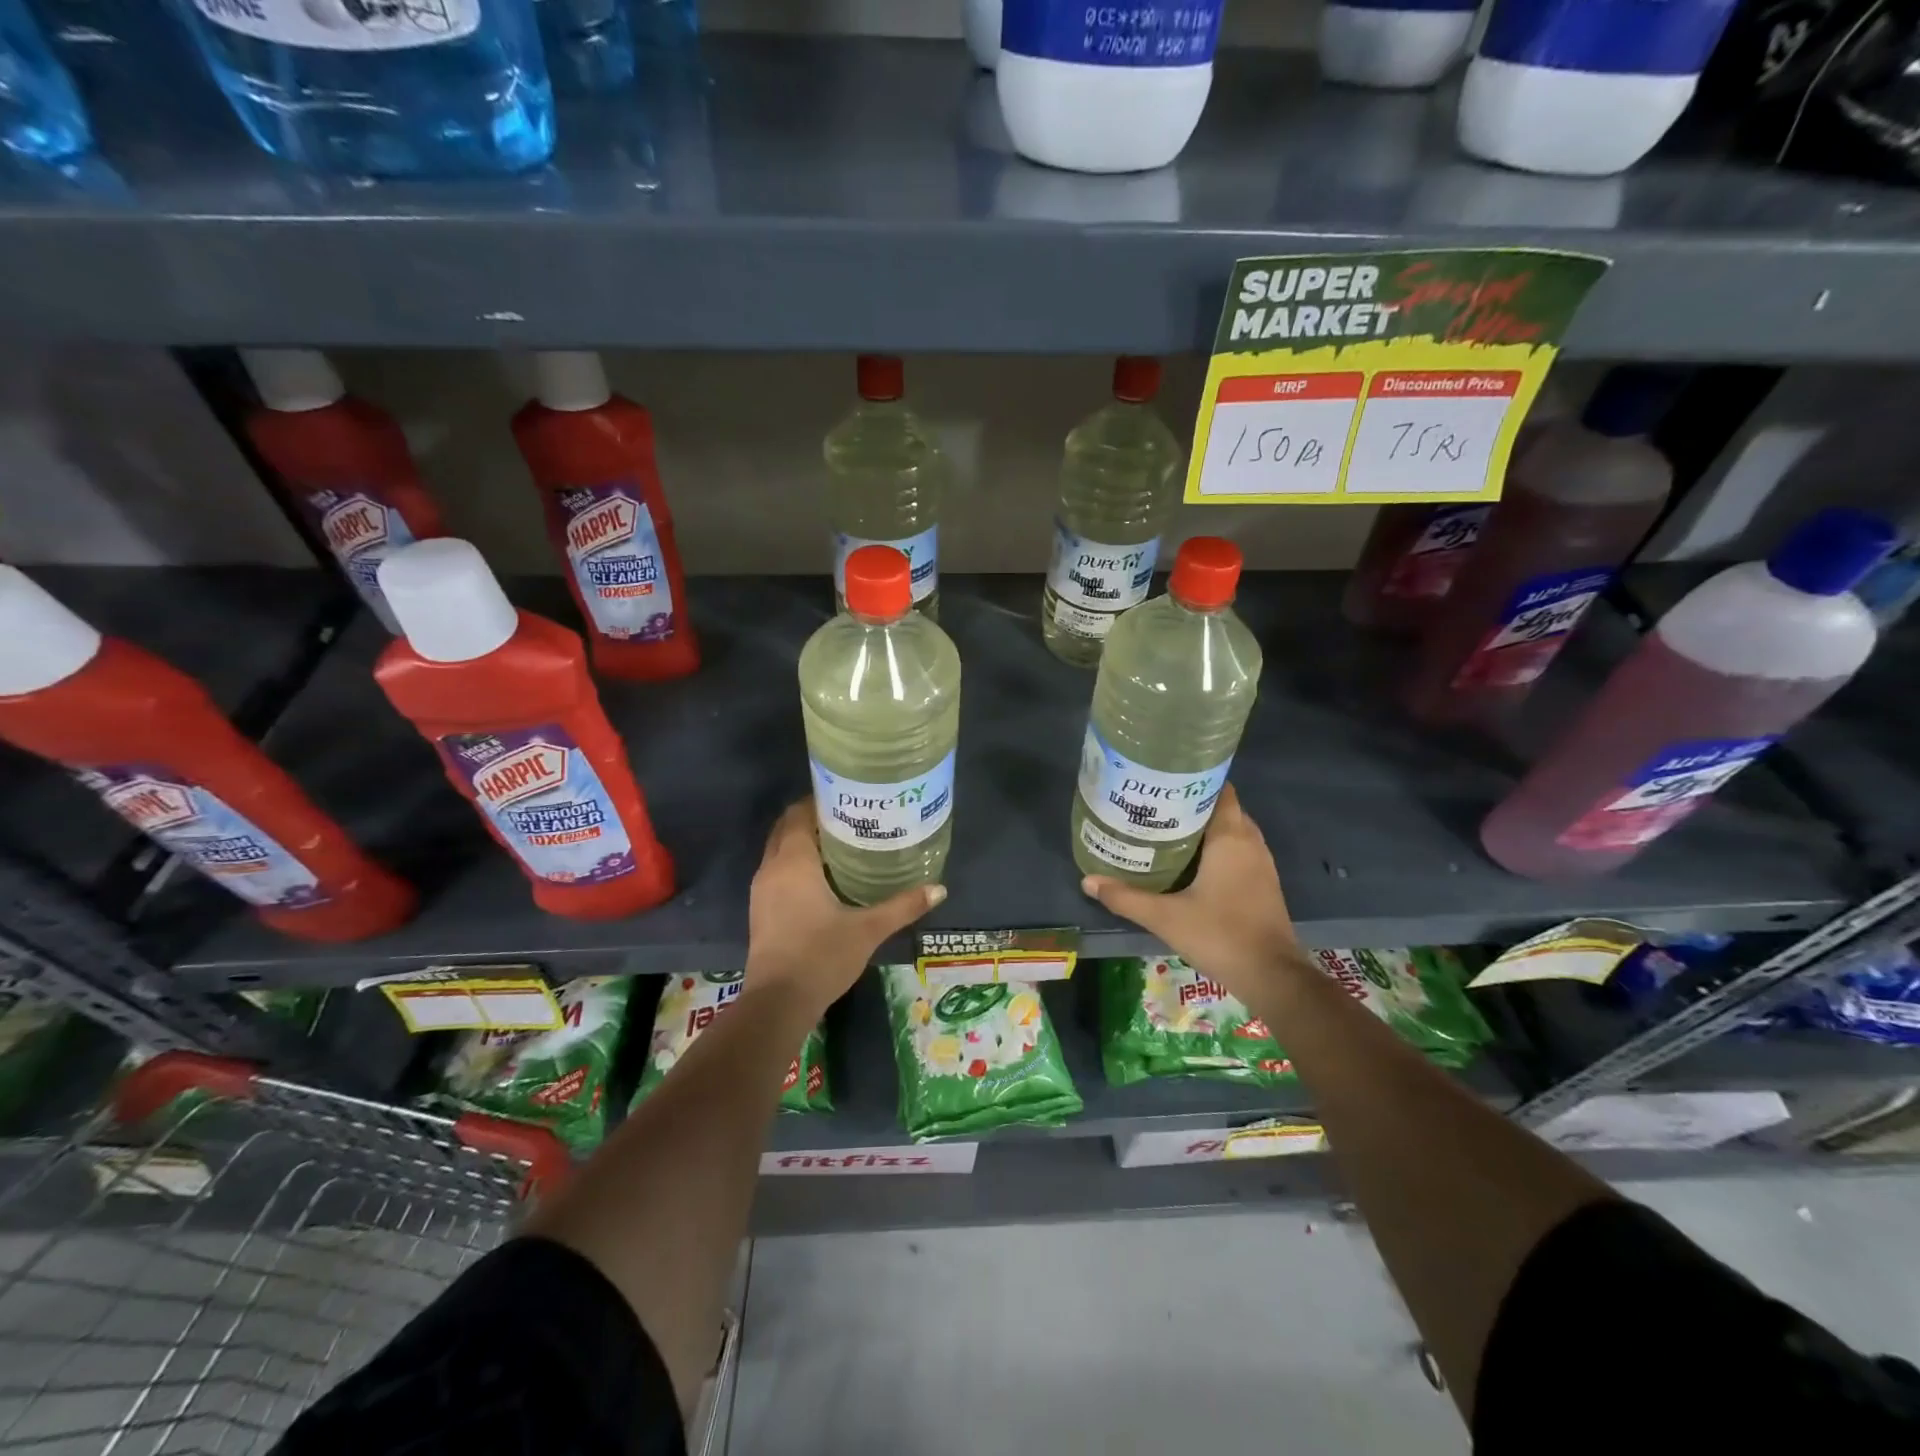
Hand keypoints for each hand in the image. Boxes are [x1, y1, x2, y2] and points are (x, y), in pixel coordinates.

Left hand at [745, 801, 945, 1010]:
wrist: (778, 1004)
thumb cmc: (821, 956)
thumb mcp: (868, 930)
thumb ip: (903, 906)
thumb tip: (939, 889)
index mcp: (793, 862)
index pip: (800, 814)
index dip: (821, 801)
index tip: (849, 799)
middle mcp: (771, 868)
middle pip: (786, 828)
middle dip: (812, 819)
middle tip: (850, 818)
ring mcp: (761, 890)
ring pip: (779, 850)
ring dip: (802, 842)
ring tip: (841, 844)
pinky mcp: (760, 910)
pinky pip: (777, 871)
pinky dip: (795, 864)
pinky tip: (823, 878)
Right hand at [1081, 784, 1299, 1003]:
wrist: (1272, 976)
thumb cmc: (1220, 935)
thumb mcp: (1165, 917)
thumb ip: (1126, 897)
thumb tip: (1088, 881)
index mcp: (1230, 838)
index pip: (1219, 790)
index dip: (1193, 781)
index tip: (1163, 782)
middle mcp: (1250, 843)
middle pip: (1222, 808)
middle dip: (1192, 804)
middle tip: (1155, 806)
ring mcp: (1261, 864)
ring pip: (1232, 831)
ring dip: (1205, 828)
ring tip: (1167, 830)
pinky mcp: (1263, 884)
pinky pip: (1238, 851)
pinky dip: (1217, 848)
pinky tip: (1190, 862)